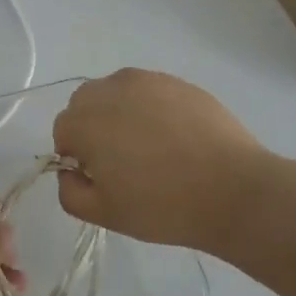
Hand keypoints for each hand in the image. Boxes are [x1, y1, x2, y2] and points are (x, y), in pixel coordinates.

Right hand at [52, 69, 268, 248]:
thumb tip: (70, 172)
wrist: (233, 190)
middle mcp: (110, 90)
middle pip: (85, 103)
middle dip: (93, 127)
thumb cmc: (162, 205)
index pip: (63, 131)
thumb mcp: (105, 214)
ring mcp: (146, 81)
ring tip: (149, 145)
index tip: (100, 176)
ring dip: (120, 112)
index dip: (76, 155)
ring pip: (116, 92)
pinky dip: (151, 107)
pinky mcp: (177, 81)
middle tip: (121, 160)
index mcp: (85, 121)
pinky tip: (174, 136)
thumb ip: (70, 192)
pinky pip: (150, 90)